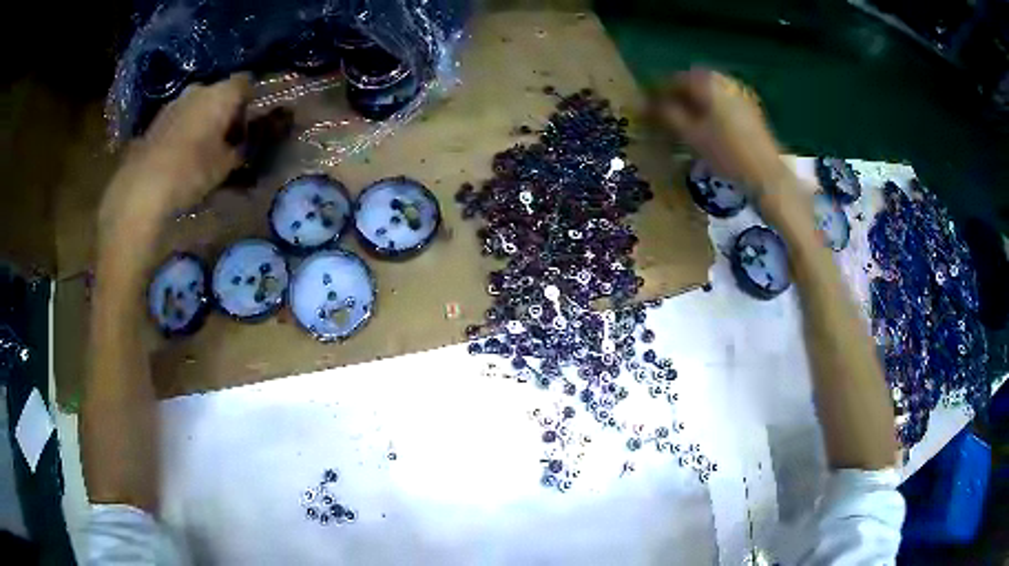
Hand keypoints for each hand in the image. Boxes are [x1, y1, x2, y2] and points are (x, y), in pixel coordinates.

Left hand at [99, 74, 252, 238]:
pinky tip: (183, 154)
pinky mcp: (157, 119)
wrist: (144, 186)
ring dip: (203, 121)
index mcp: (221, 94)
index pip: (246, 83)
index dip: (251, 100)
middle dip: (225, 112)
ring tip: (204, 148)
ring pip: (198, 105)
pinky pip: (180, 118)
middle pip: (220, 93)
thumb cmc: (192, 171)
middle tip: (227, 139)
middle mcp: (199, 89)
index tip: (251, 123)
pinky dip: (185, 130)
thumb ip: (241, 149)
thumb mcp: (226, 165)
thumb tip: (246, 145)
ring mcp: (175, 102)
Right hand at [652, 68, 789, 189]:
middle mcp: (724, 81)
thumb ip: (667, 114)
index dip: (658, 91)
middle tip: (664, 112)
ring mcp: (739, 93)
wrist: (765, 173)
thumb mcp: (691, 134)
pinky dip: (710, 106)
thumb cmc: (725, 152)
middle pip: (693, 82)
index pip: (675, 80)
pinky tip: (706, 124)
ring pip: (709, 91)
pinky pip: (722, 99)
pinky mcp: (750, 108)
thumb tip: (646, 104)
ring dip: (694, 100)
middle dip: (677, 94)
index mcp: (707, 83)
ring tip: (684, 119)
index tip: (647, 106)